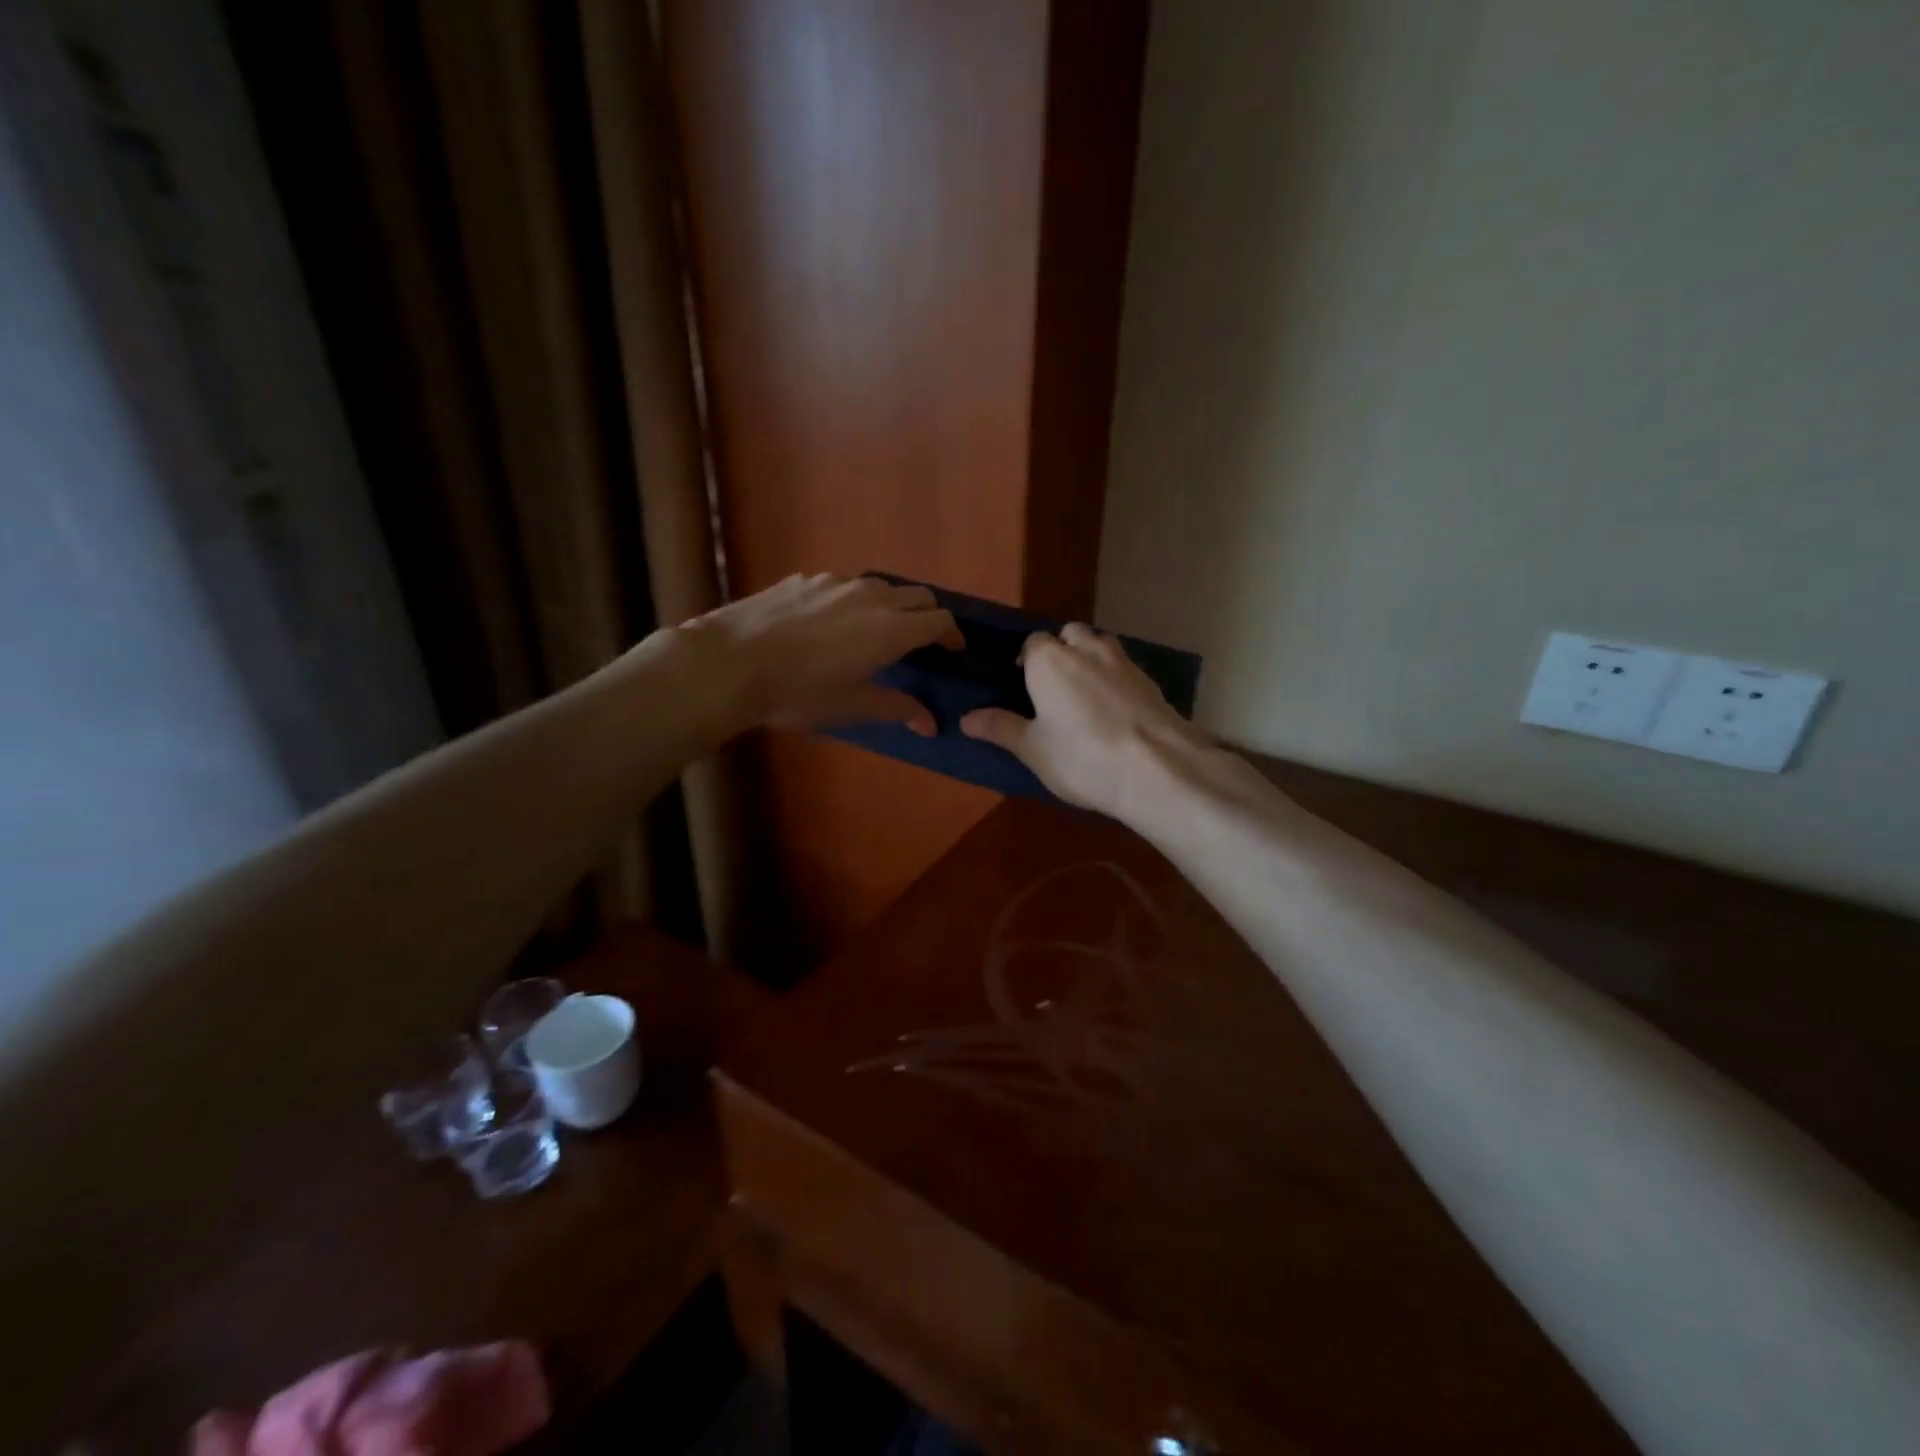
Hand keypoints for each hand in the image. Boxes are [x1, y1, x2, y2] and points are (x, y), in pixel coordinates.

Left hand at [684, 572, 962, 734]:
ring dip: (892, 605)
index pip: (940, 620)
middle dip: (928, 615)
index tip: (953, 651)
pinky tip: (831, 625)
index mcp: (890, 629)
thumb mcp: (851, 706)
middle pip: (918, 594)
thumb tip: (931, 723)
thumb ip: (896, 708)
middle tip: (922, 642)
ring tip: (876, 632)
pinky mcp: (805, 579)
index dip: (953, 635)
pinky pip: (844, 585)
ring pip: (881, 586)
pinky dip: (854, 601)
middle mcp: (870, 597)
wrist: (729, 662)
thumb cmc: (798, 692)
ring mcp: (835, 582)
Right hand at [959, 624, 1209, 817]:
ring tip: (1085, 695)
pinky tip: (1115, 711)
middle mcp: (1087, 649)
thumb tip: (966, 718)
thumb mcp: (1032, 749)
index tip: (1022, 685)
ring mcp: (1124, 662)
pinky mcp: (1152, 682)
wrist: (1158, 769)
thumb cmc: (1082, 757)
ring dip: (1091, 659)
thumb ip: (1000, 728)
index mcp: (1050, 660)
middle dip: (1061, 650)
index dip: (1026, 661)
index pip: (1032, 643)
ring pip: (1101, 646)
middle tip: (1053, 687)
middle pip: (1070, 635)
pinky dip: (1116, 680)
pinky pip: (1125, 669)